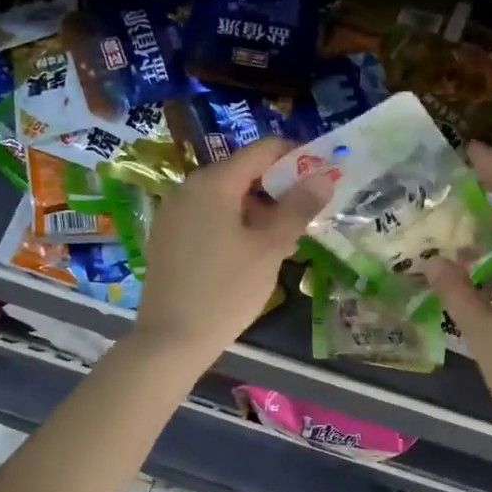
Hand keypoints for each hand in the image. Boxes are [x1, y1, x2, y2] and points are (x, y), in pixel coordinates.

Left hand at [131, 137, 332, 366]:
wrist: (171, 340)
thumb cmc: (226, 290)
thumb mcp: (270, 249)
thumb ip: (298, 208)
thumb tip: (324, 176)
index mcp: (214, 183)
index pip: (262, 151)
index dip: (296, 158)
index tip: (320, 178)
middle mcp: (188, 188)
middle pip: (242, 173)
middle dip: (277, 190)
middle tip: (303, 218)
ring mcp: (173, 213)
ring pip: (225, 198)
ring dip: (257, 211)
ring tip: (280, 243)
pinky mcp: (167, 238)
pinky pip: (207, 218)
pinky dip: (232, 225)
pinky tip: (247, 256)